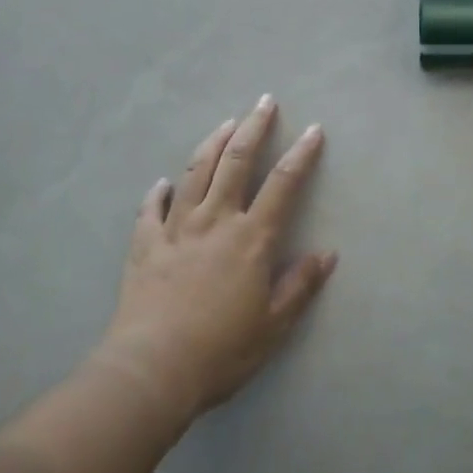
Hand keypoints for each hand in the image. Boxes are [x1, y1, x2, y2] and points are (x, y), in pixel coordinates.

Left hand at [97, 96, 336, 423]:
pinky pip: (151, 210)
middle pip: (236, 162)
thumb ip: (300, 286)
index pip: (283, 184)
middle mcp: (215, 221)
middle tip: (264, 101)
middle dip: (254, 127)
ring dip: (213, 144)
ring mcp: (176, 229)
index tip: (313, 129)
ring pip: (195, 173)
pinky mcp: (145, 245)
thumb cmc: (221, 351)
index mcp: (251, 238)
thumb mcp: (273, 326)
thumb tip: (327, 253)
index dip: (301, 154)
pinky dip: (158, 192)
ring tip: (226, 123)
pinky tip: (162, 182)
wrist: (151, 370)